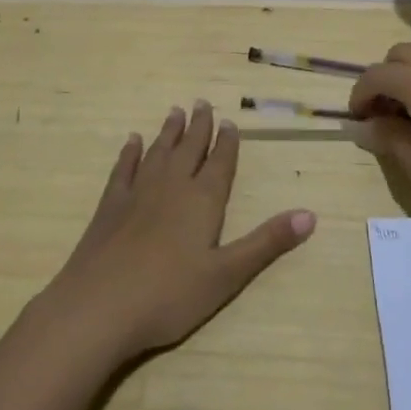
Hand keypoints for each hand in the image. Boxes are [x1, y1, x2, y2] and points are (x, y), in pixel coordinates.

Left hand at [42, 101, 315, 362]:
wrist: (99, 306)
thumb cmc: (169, 295)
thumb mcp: (227, 275)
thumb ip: (267, 243)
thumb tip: (311, 215)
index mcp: (202, 201)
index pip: (220, 163)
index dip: (227, 143)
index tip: (230, 121)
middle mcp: (171, 187)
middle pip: (188, 149)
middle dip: (199, 127)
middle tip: (203, 103)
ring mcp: (137, 193)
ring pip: (158, 152)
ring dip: (168, 132)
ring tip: (176, 112)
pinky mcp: (109, 207)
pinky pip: (124, 169)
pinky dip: (130, 153)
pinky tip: (132, 141)